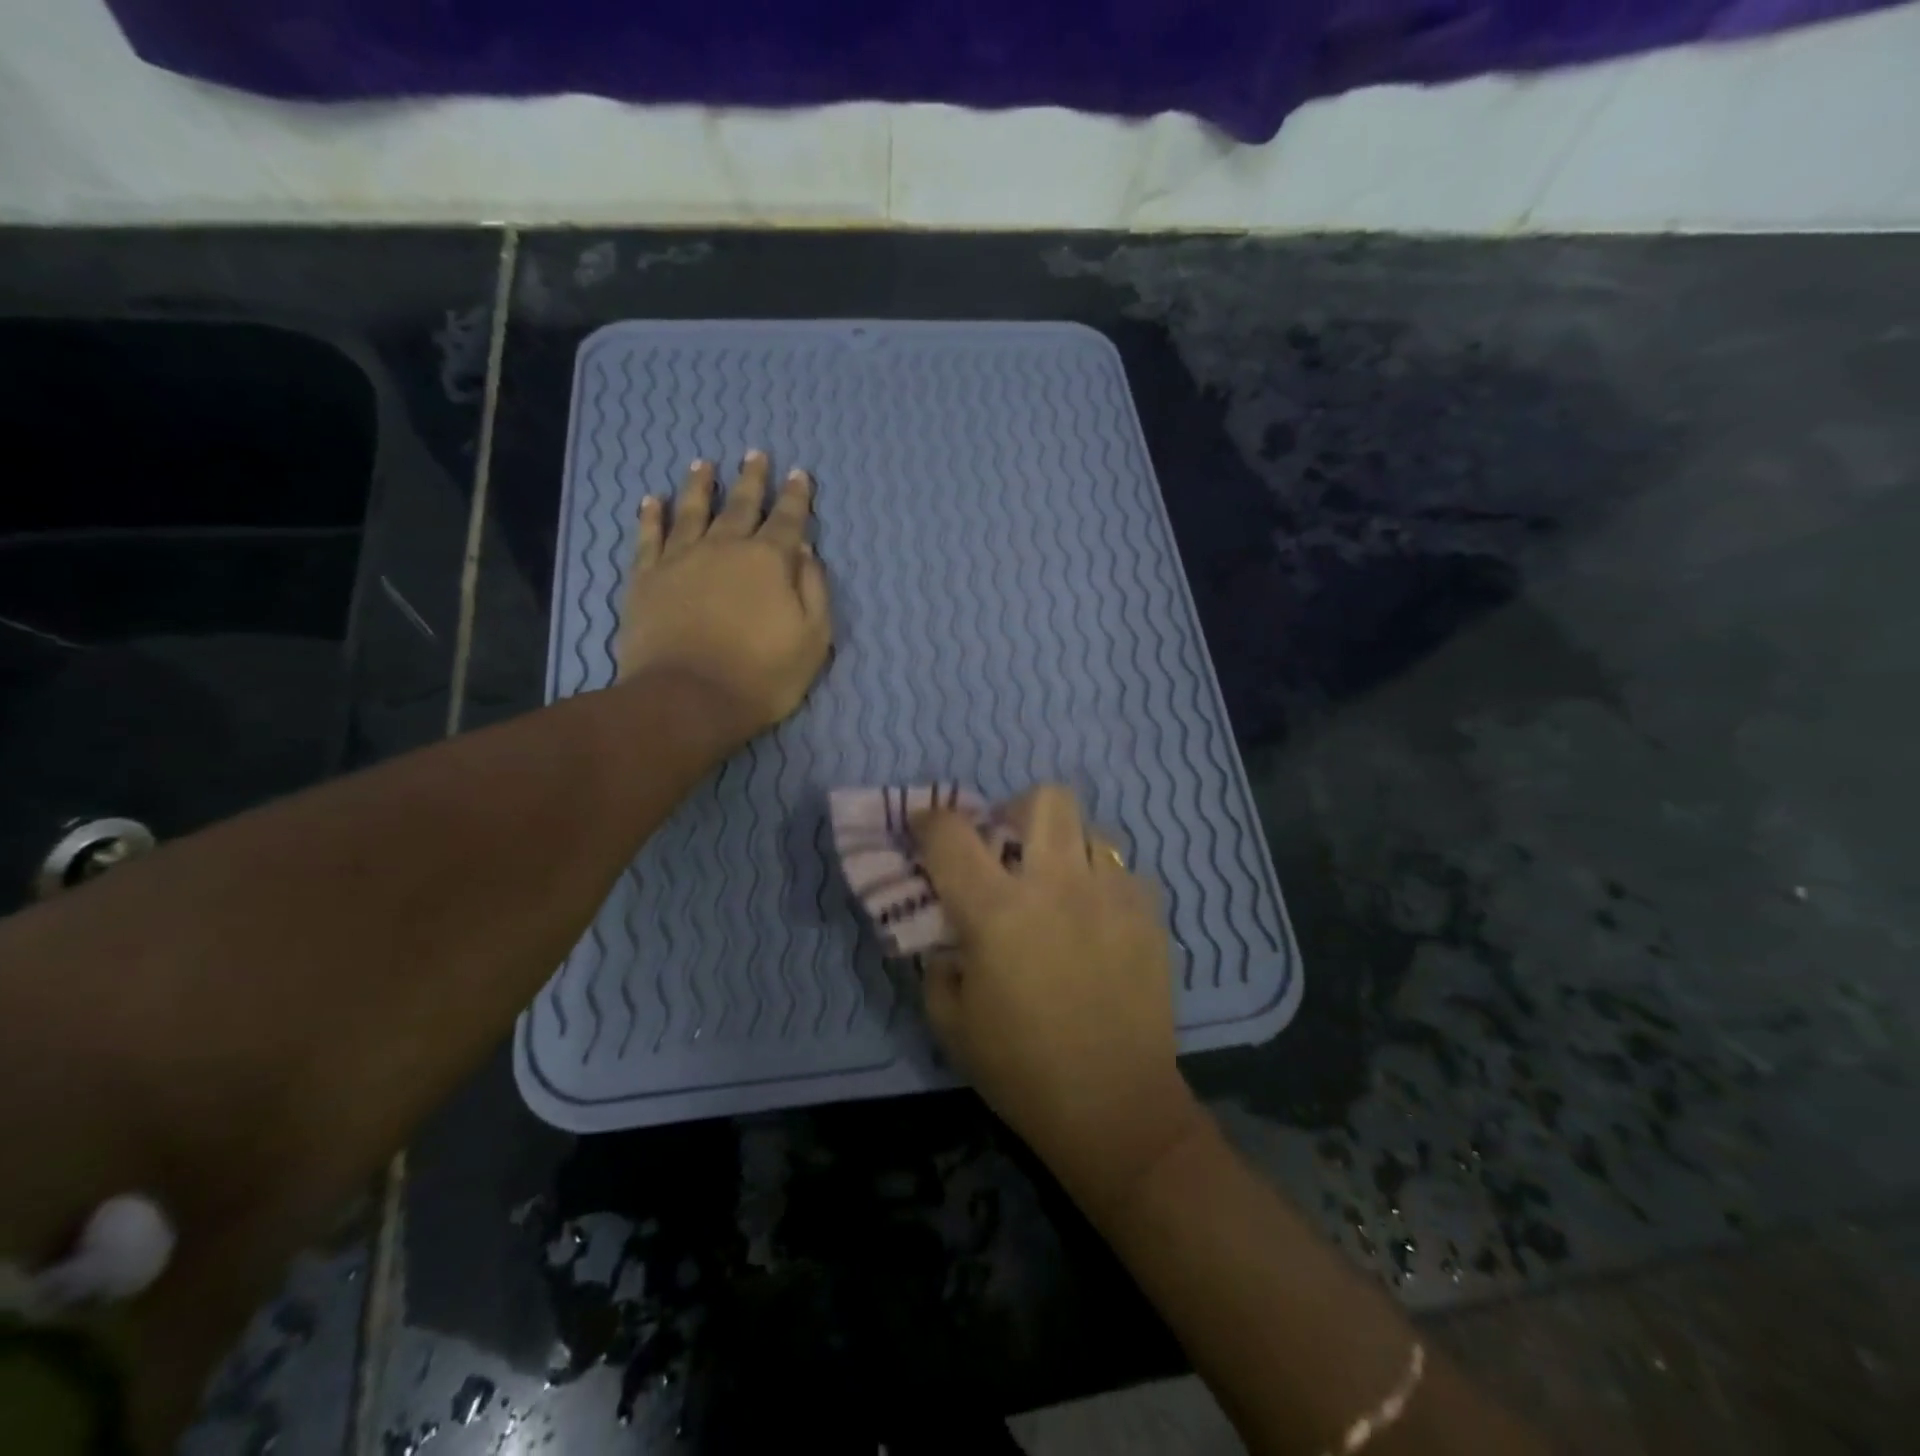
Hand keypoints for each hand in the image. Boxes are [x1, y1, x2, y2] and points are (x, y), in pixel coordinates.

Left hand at [617, 451, 831, 743]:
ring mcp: (681, 559)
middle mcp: (725, 548)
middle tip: (755, 454)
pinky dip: (651, 516)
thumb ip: (813, 590)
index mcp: (769, 561)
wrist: (688, 700)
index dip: (796, 496)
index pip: (788, 519)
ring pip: (692, 511)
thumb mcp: (813, 639)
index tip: (799, 473)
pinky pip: (649, 537)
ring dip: (700, 486)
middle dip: (752, 479)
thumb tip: (805, 551)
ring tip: (703, 464)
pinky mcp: (646, 579)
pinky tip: (652, 500)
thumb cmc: (762, 675)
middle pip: (741, 505)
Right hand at [912, 785, 1204, 1207]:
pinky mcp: (1149, 914)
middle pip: (1045, 798)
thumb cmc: (1021, 1070)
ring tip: (1061, 884)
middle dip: (1018, 809)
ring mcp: (1111, 894)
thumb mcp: (951, 1022)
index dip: (929, 820)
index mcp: (996, 910)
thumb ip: (938, 963)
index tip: (924, 826)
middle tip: (1010, 845)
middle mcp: (1056, 885)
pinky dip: (1103, 882)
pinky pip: (1124, 871)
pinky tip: (1098, 919)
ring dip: (1066, 847)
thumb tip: (948, 933)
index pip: (951, 834)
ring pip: (1092, 829)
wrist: (1115, 1108)